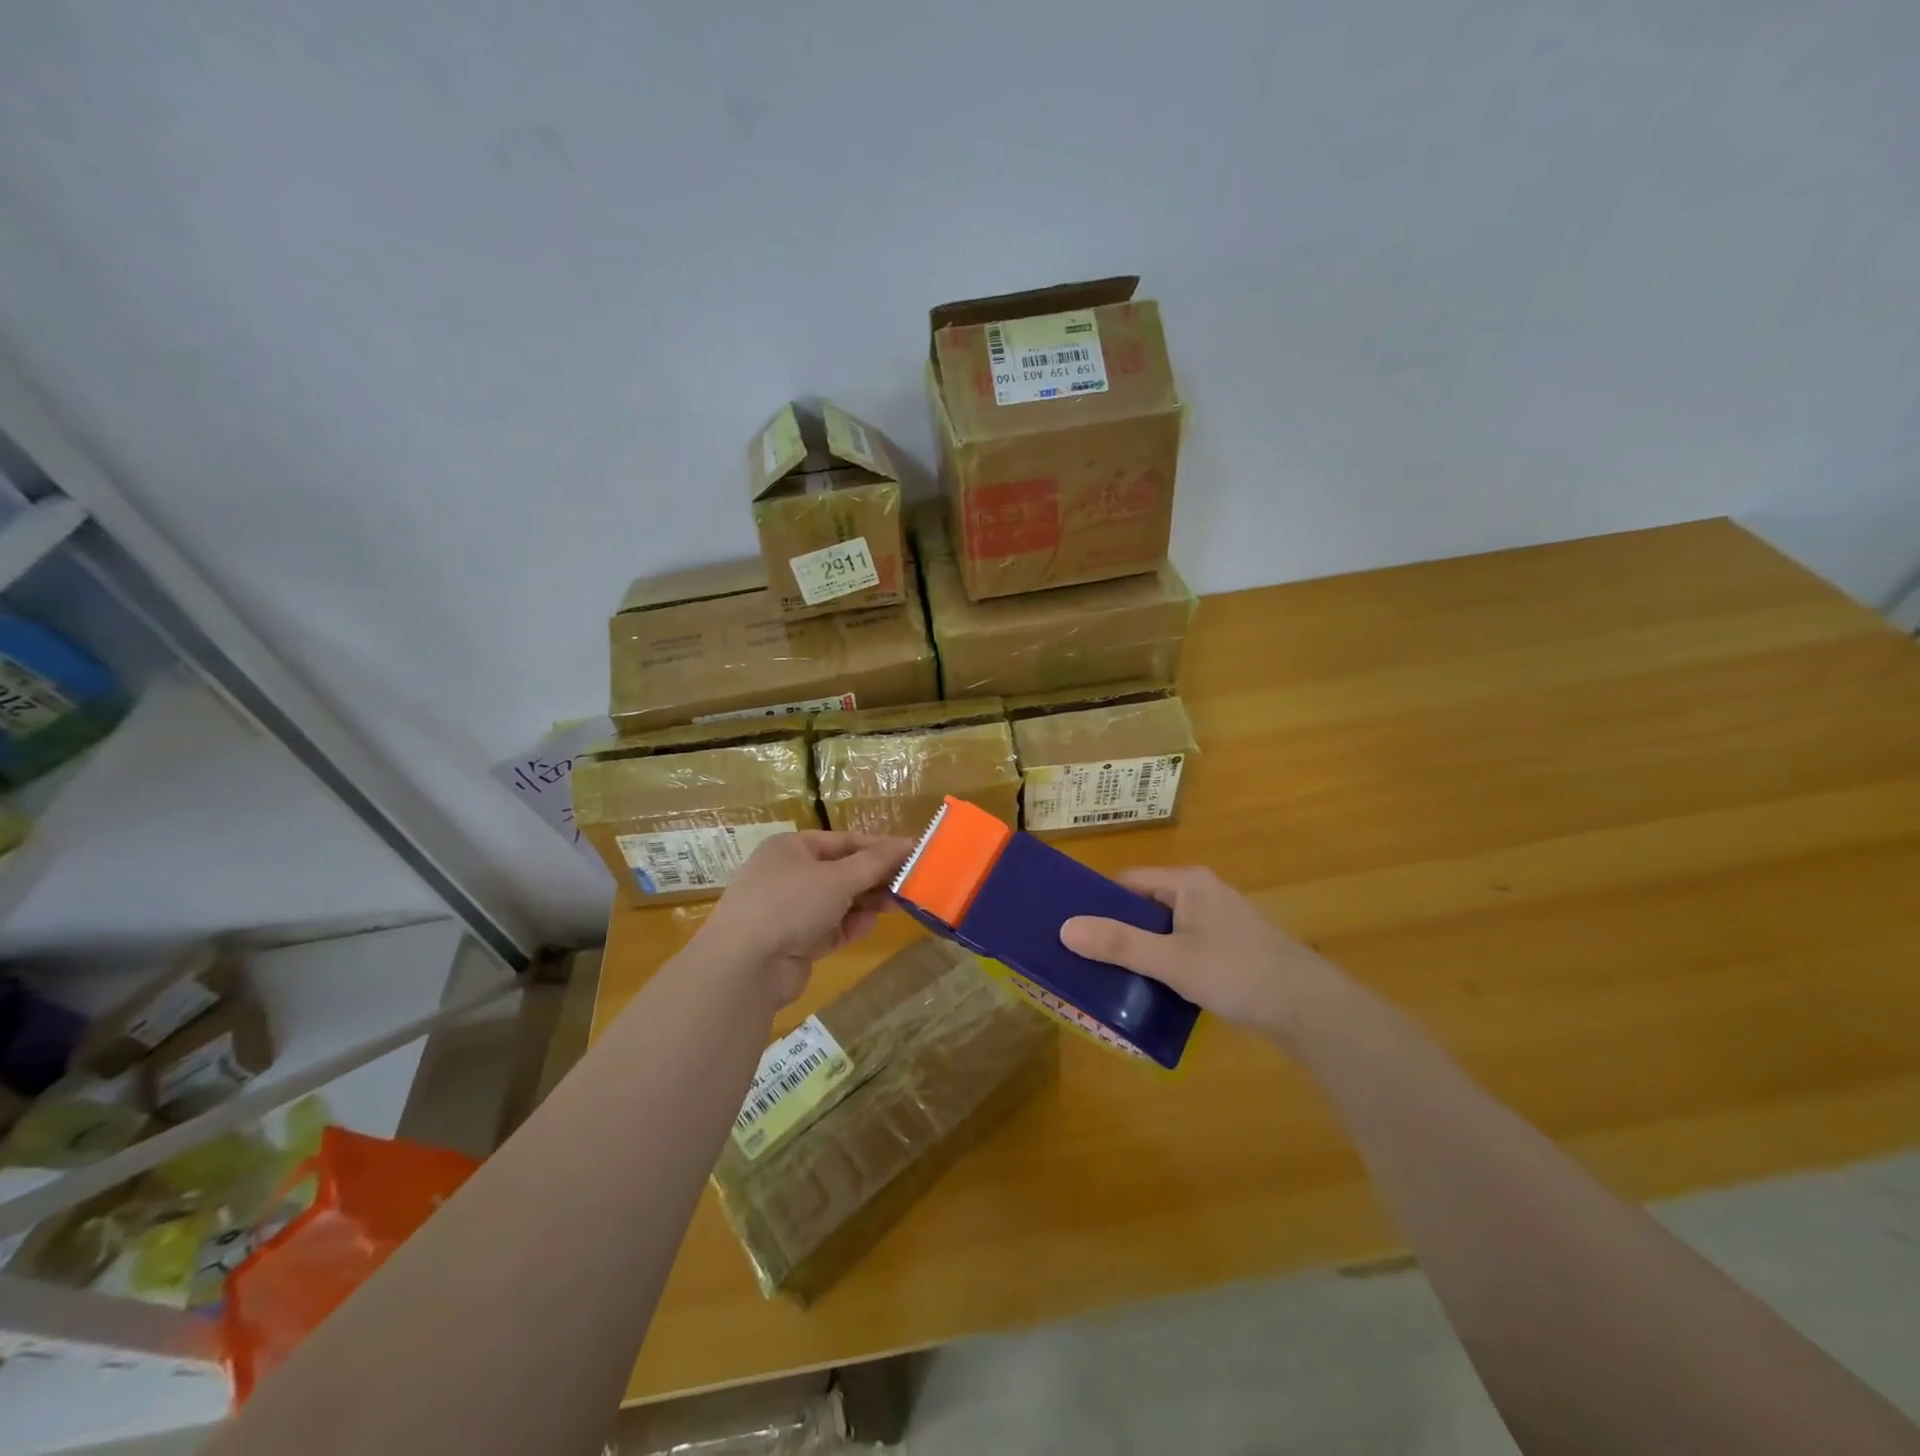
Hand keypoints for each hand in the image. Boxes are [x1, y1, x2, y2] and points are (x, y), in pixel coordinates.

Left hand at [697, 830, 909, 1006]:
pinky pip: (831, 928)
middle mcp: (789, 875)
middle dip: (875, 878)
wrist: (745, 966)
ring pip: (839, 901)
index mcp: (792, 848)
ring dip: (866, 903)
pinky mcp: (795, 942)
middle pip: (843, 871)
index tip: (913, 853)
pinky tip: (868, 927)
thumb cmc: (791, 904)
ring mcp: (790, 910)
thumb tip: (908, 844)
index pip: (845, 841)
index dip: (879, 847)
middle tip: (911, 884)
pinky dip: (850, 927)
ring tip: (897, 905)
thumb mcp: (838, 877)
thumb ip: (876, 862)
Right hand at [1060, 867, 1345, 1047]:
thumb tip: (1066, 928)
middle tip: (1087, 957)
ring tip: (1113, 976)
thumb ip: (1119, 944)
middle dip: (1119, 930)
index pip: (1129, 881)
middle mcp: (1204, 893)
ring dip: (1143, 950)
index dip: (1099, 902)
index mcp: (1188, 883)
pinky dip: (1167, 962)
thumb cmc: (1237, 973)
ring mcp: (1220, 921)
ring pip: (1166, 929)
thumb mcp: (1171, 960)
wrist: (1310, 1010)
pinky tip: (1155, 989)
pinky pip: (1185, 946)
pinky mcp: (1232, 948)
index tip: (1074, 928)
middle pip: (1146, 905)